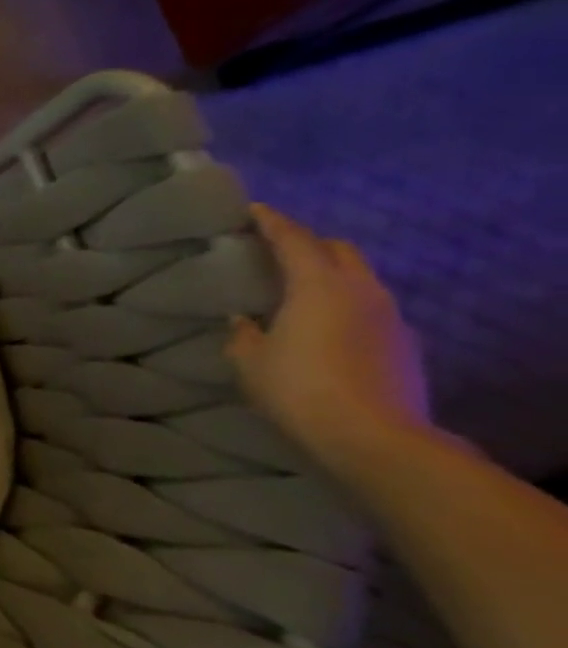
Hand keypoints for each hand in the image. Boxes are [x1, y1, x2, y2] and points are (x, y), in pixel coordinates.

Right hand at [227, 204, 430, 473]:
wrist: (375, 437)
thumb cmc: (299, 388)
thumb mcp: (250, 360)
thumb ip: (243, 333)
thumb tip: (243, 319)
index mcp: (318, 285)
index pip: (294, 239)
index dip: (272, 222)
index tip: (253, 210)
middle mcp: (361, 290)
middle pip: (338, 250)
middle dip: (309, 244)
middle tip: (277, 250)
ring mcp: (390, 316)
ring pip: (360, 277)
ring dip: (331, 274)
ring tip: (301, 288)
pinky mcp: (404, 343)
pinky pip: (371, 307)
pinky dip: (347, 303)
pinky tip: (327, 325)